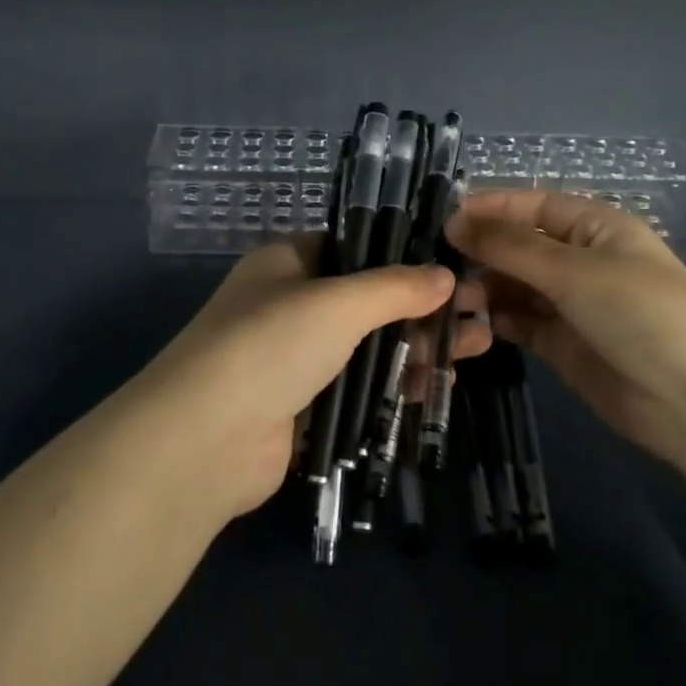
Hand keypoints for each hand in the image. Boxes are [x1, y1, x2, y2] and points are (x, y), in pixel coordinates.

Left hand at [115, 239, 492, 521]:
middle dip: (421, 305)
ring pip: (367, 344)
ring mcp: (295, 357)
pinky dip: (395, 383)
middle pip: (367, 298)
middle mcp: (289, 303)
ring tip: (476, 343)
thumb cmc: (272, 344)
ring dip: (416, 345)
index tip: (454, 264)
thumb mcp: (339, 302)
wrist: (207, 439)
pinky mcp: (303, 405)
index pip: (354, 246)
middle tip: (478, 310)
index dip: (403, 254)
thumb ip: (395, 287)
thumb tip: (445, 276)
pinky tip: (439, 382)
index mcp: (287, 261)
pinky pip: (358, 386)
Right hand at [445, 190, 685, 467]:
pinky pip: (519, 323)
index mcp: (595, 228)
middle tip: (435, 267)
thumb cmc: (641, 312)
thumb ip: (509, 247)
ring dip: (483, 289)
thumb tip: (453, 222)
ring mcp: (571, 305)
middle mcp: (581, 261)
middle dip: (481, 253)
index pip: (532, 206)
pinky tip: (467, 324)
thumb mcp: (573, 270)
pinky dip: (494, 321)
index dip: (489, 209)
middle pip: (519, 247)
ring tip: (448, 299)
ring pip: (514, 287)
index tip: (442, 219)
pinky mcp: (562, 345)